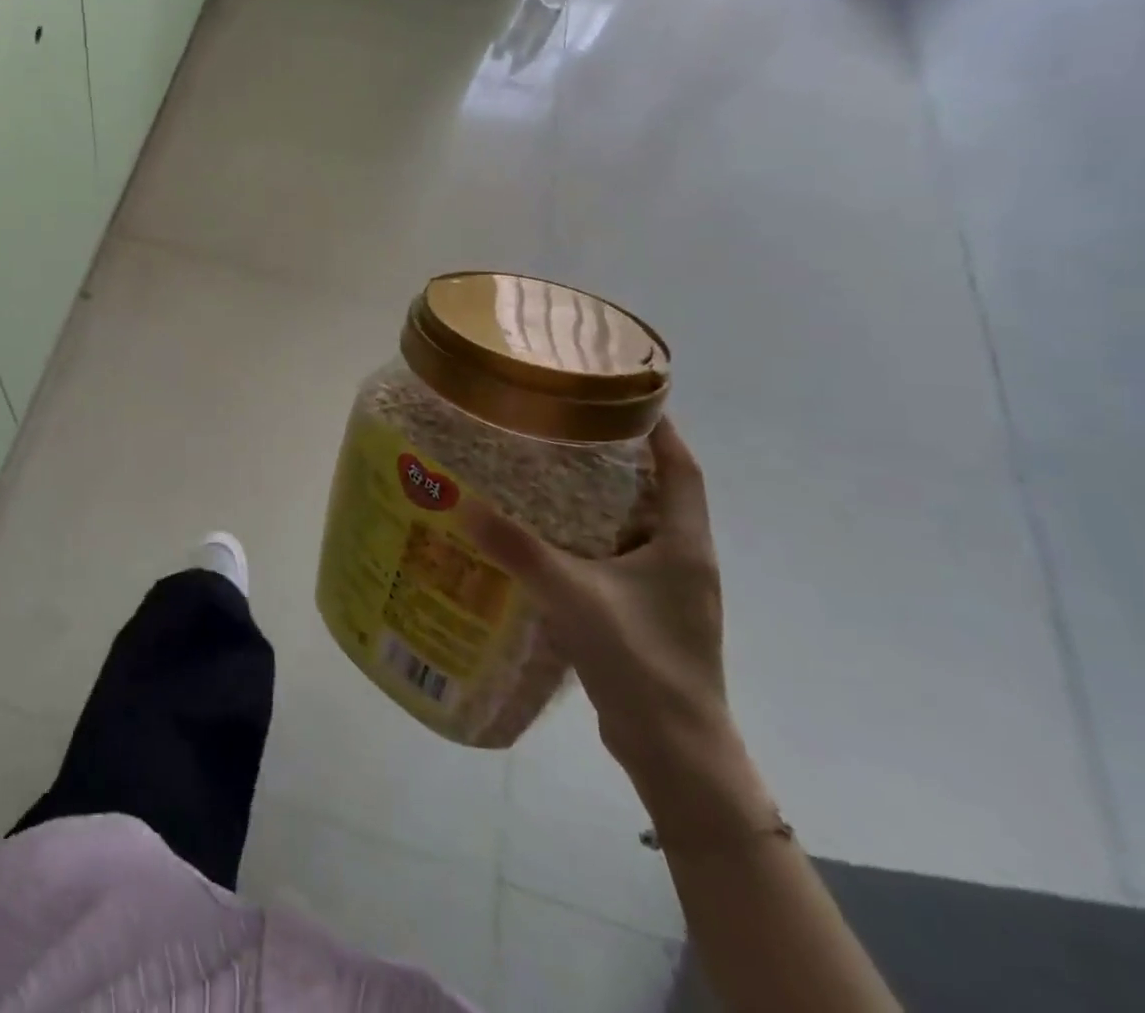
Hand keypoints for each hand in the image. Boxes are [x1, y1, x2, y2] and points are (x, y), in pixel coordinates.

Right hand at [466, 418, 733, 785]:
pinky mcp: (646, 615)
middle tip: (563, 429)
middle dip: (617, 458)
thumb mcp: (574, 596)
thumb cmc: (641, 661)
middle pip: (656, 492)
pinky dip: (588, 540)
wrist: (676, 751)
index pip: (681, 468)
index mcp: (684, 543)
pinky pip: (617, 559)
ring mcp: (667, 591)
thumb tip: (461, 502)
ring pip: (634, 527)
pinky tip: (545, 540)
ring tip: (546, 474)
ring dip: (599, 500)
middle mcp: (683, 559)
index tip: (624, 395)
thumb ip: (518, 549)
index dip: (660, 429)